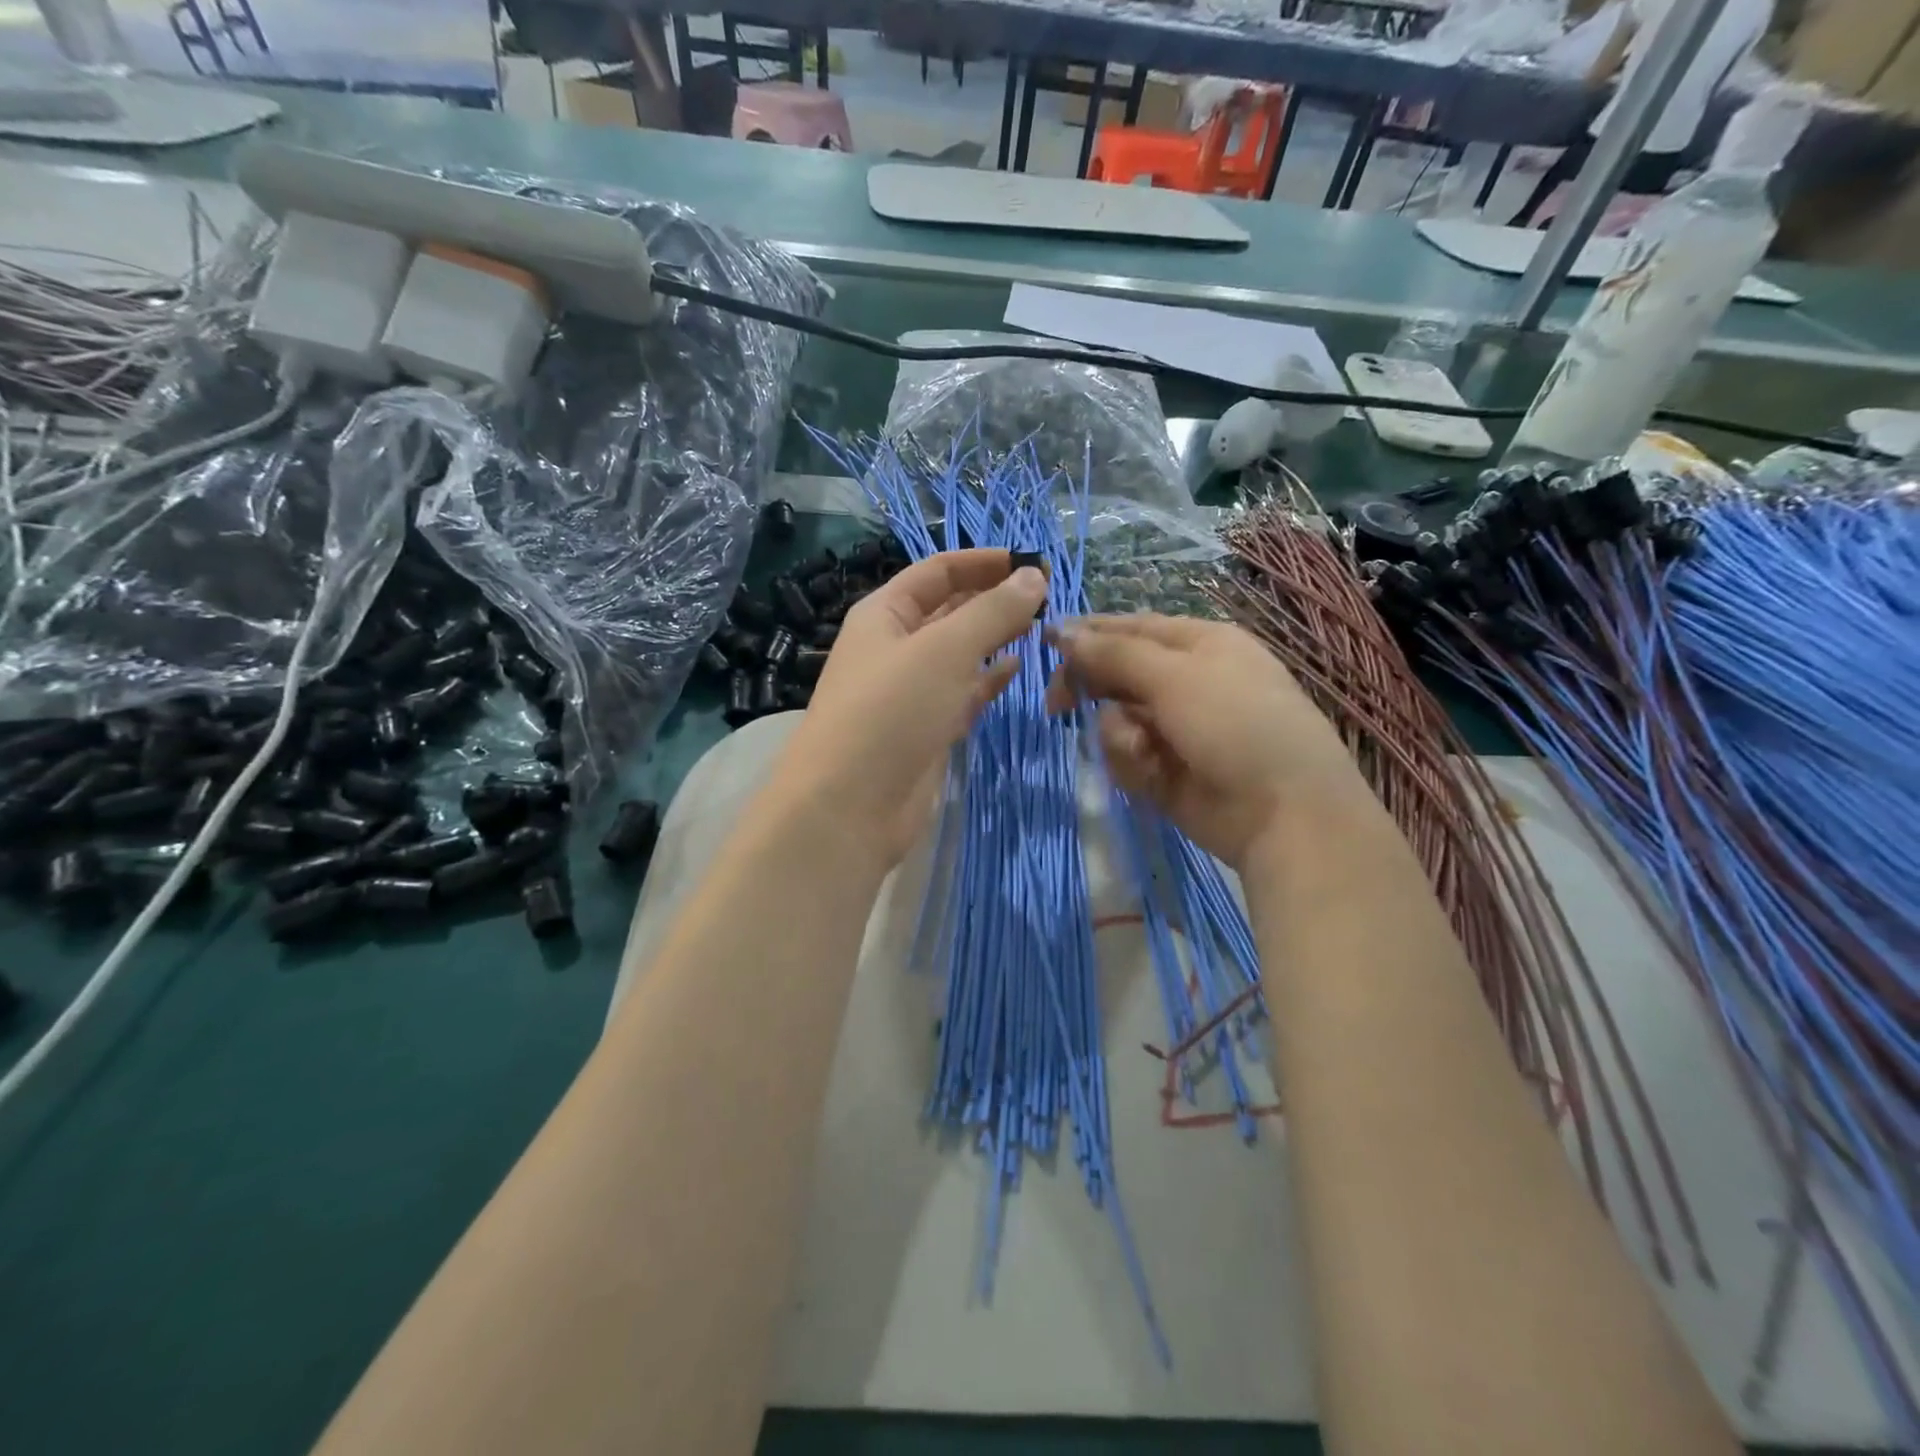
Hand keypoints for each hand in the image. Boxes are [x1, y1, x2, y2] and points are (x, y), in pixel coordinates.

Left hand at [768, 549, 1048, 871]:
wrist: (850, 806)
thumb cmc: (891, 711)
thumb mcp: (944, 650)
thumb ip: (992, 611)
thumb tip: (1034, 575)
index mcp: (884, 614)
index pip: (937, 572)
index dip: (982, 562)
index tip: (1032, 561)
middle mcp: (895, 647)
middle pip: (950, 611)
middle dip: (993, 599)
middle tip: (1048, 597)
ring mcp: (911, 692)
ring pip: (959, 654)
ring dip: (995, 639)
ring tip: (1042, 627)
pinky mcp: (926, 730)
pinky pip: (963, 694)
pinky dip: (989, 680)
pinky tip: (1018, 669)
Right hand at [1045, 614, 1370, 871]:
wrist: (1284, 813)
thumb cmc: (1238, 724)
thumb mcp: (1176, 678)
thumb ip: (1114, 655)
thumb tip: (1063, 631)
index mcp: (1199, 644)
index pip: (1130, 628)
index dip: (1087, 634)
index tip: (1043, 644)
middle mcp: (1185, 681)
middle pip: (1116, 674)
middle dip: (1091, 690)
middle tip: (1059, 707)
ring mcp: (1174, 729)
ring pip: (1115, 719)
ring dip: (1118, 735)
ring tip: (1141, 752)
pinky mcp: (1164, 770)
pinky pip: (1126, 756)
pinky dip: (1131, 763)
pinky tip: (1150, 774)